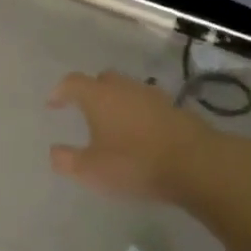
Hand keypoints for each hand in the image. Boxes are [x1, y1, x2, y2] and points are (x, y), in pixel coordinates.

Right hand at [47, 69, 216, 203]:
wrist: (196, 164)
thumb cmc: (134, 163)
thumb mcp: (91, 170)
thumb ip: (67, 160)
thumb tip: (54, 151)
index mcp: (99, 97)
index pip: (72, 82)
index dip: (60, 92)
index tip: (53, 104)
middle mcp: (125, 88)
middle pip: (103, 80)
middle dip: (91, 91)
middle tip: (85, 110)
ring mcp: (153, 97)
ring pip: (129, 91)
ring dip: (118, 102)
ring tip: (114, 124)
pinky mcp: (176, 110)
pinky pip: (149, 106)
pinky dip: (140, 114)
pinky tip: (141, 134)